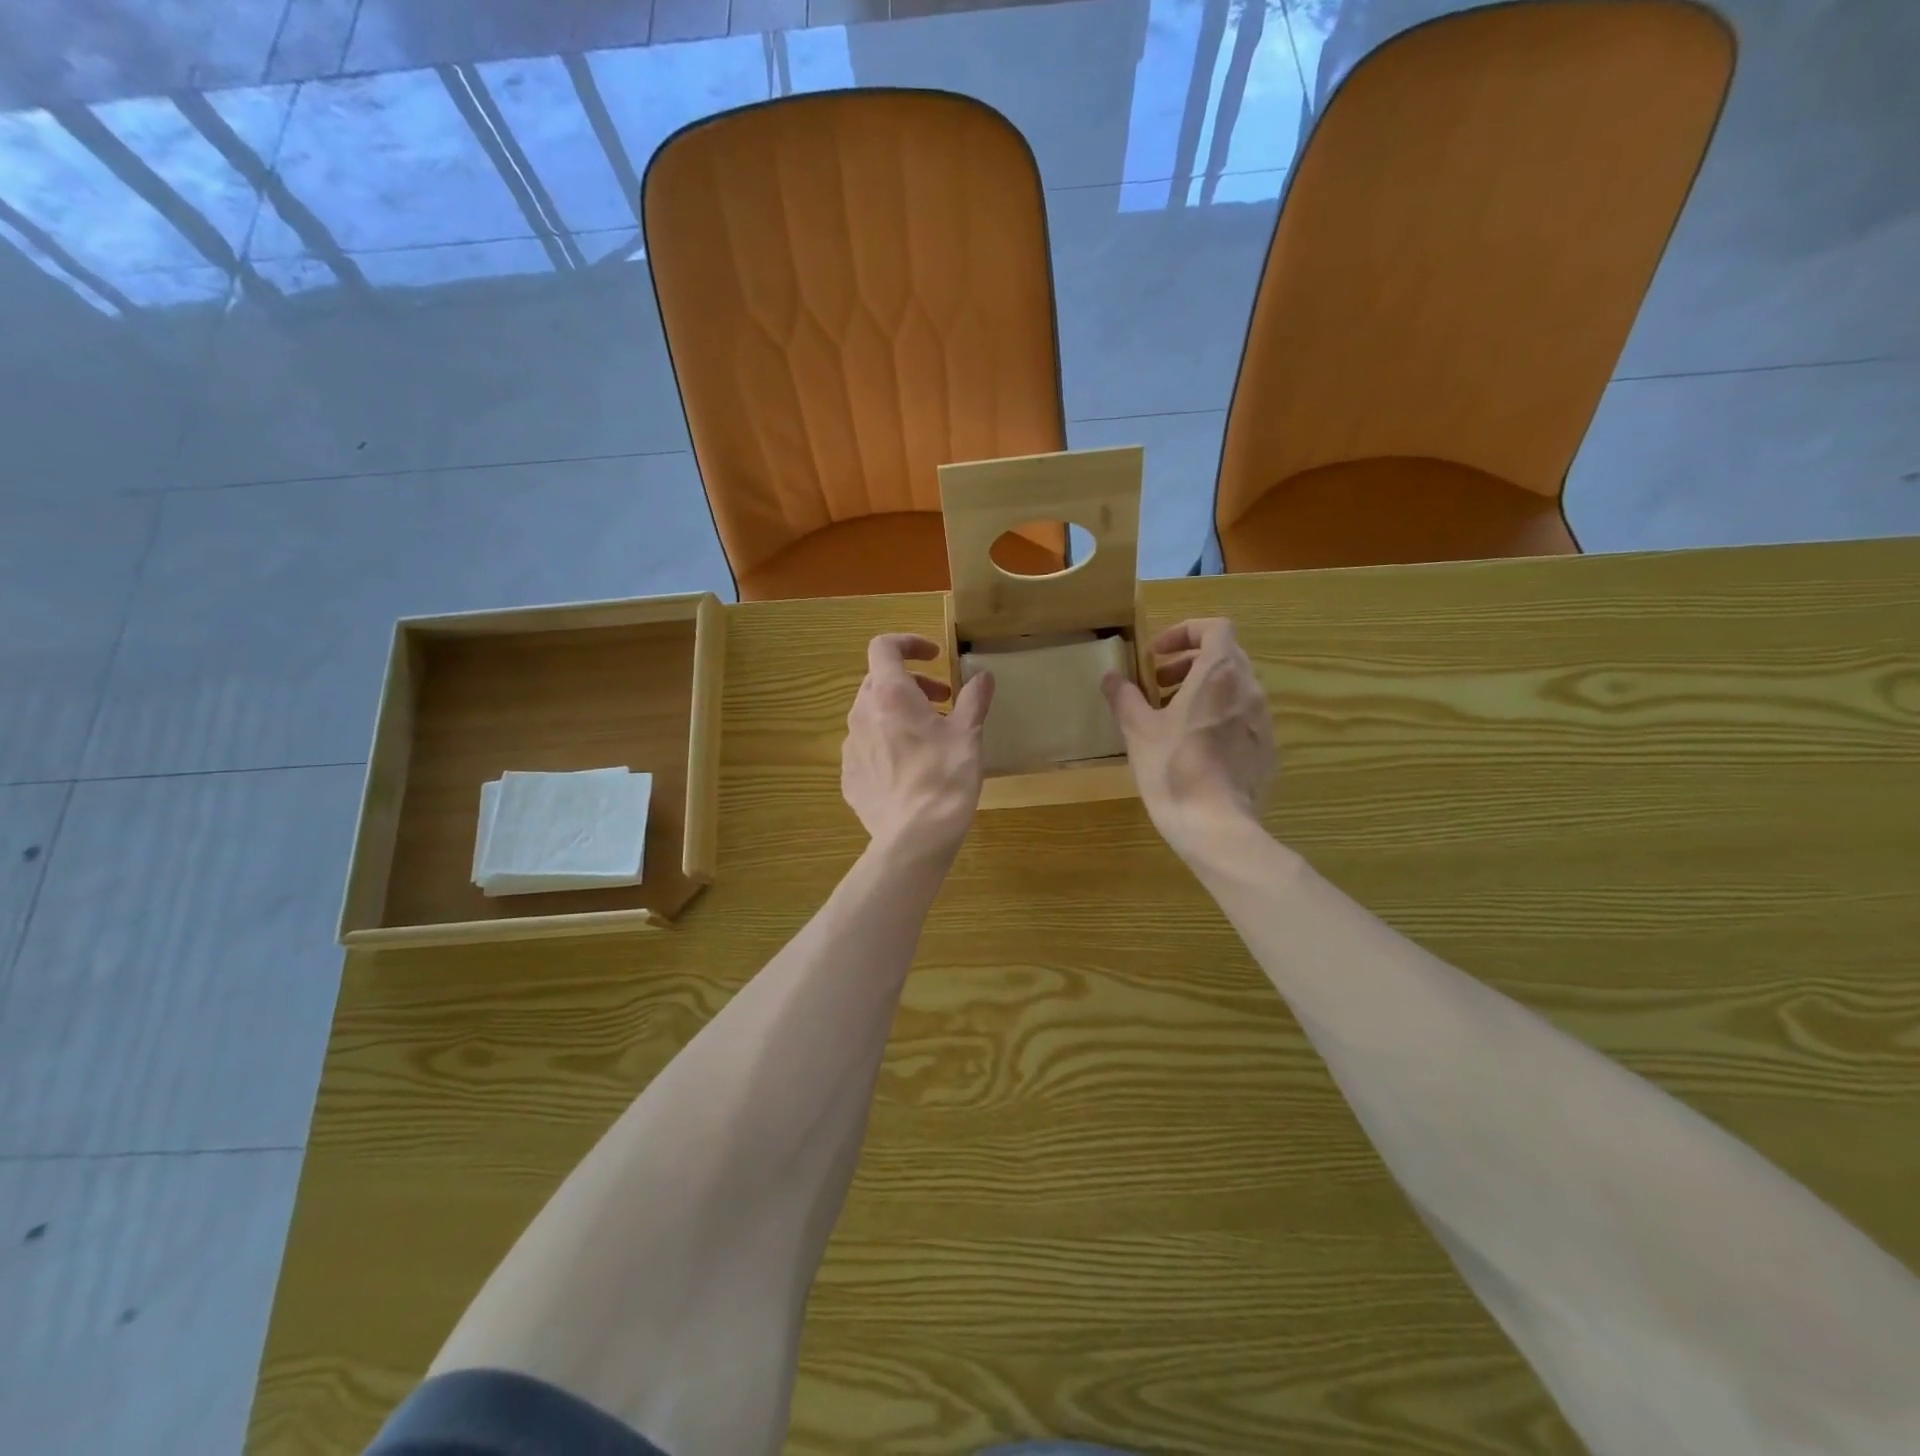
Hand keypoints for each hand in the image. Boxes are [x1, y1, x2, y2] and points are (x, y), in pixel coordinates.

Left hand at [842, 634, 994, 861]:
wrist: (914, 837)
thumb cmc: (945, 777)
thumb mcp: (968, 735)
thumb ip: (974, 700)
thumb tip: (983, 677)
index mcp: (890, 694)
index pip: (884, 647)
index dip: (908, 643)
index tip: (934, 658)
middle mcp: (862, 714)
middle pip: (879, 681)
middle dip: (911, 684)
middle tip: (943, 702)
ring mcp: (850, 747)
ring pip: (871, 715)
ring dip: (898, 714)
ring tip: (928, 737)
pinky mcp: (849, 776)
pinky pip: (866, 748)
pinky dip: (886, 745)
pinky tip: (910, 769)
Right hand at [1102, 618, 1275, 860]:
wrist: (1216, 825)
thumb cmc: (1173, 768)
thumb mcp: (1138, 730)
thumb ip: (1124, 697)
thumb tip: (1111, 677)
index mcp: (1219, 674)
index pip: (1215, 627)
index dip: (1185, 632)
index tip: (1157, 655)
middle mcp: (1249, 689)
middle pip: (1225, 655)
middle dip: (1189, 662)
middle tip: (1158, 684)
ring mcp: (1263, 720)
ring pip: (1234, 687)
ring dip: (1204, 690)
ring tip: (1173, 717)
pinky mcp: (1267, 749)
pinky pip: (1243, 718)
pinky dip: (1219, 716)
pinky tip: (1196, 747)